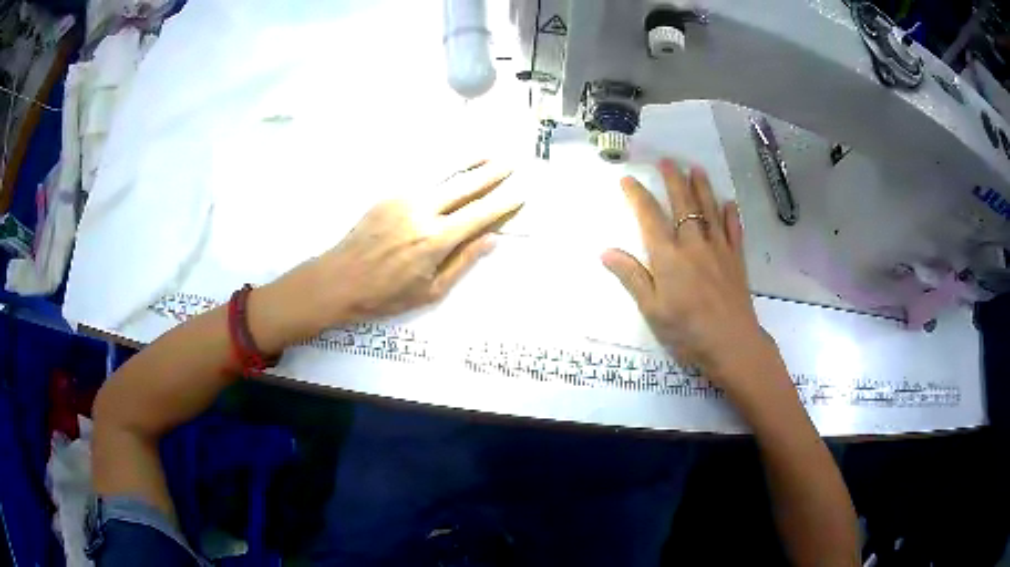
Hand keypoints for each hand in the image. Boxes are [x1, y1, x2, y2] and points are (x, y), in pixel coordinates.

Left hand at [252, 161, 521, 350]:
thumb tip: (491, 239)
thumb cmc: (385, 295)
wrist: (338, 280)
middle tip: (510, 163)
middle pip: (464, 186)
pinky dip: (440, 167)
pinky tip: (451, 162)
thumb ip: (462, 262)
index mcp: (435, 239)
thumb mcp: (430, 291)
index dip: (502, 204)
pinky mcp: (388, 195)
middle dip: (490, 174)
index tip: (519, 194)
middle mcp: (422, 211)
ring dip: (467, 161)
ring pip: (442, 173)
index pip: (478, 215)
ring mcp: (403, 198)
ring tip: (487, 153)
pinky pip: (420, 176)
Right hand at [602, 158, 782, 397]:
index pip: (649, 217)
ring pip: (710, 210)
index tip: (628, 179)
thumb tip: (606, 252)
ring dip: (702, 187)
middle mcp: (693, 244)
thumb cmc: (687, 331)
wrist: (732, 344)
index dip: (637, 195)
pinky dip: (731, 215)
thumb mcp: (652, 310)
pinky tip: (729, 203)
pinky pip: (734, 231)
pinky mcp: (736, 260)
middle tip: (667, 161)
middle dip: (673, 180)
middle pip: (683, 204)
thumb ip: (632, 278)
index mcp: (668, 257)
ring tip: (696, 169)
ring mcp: (718, 250)